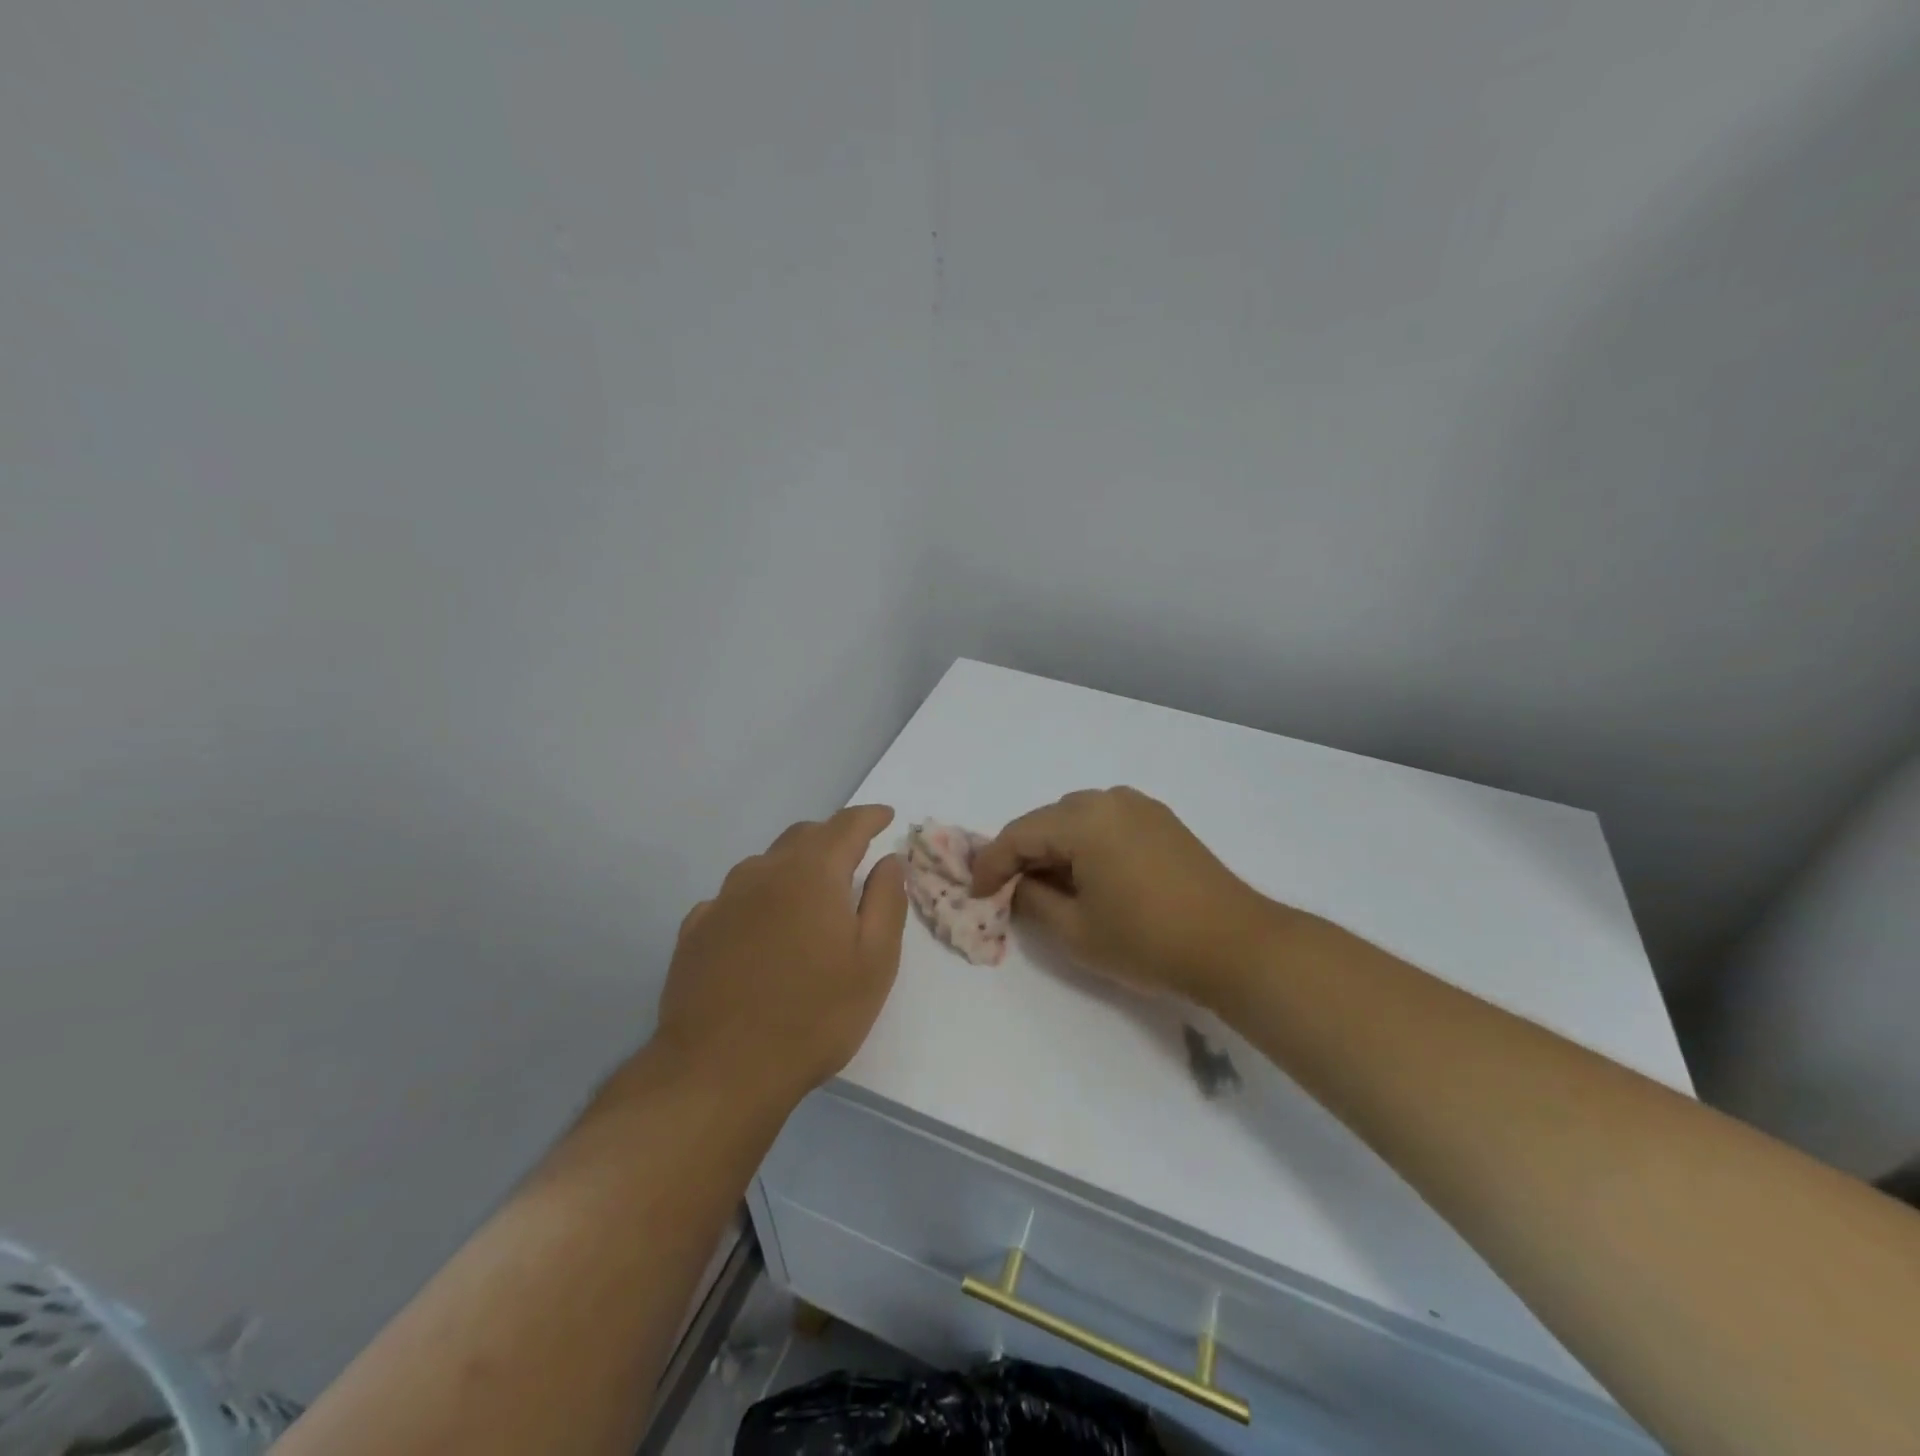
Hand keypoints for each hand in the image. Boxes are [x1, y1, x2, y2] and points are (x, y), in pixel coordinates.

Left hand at [655, 805, 907, 1107]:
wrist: (720, 1070)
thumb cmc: (815, 1016)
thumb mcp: (875, 962)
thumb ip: (887, 901)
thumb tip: (890, 860)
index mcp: (812, 873)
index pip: (846, 825)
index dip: (870, 816)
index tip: (885, 816)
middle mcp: (763, 872)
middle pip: (803, 836)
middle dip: (832, 837)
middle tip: (853, 856)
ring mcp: (723, 900)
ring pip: (765, 863)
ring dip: (793, 866)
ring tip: (808, 895)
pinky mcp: (696, 930)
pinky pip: (734, 897)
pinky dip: (758, 898)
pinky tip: (761, 927)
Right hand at [971, 787, 1280, 1005]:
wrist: (1236, 945)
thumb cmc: (1148, 941)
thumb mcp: (1076, 931)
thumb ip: (1032, 901)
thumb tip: (1017, 887)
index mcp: (1083, 819)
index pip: (1019, 835)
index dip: (991, 865)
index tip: (974, 893)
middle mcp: (1109, 799)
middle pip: (1047, 820)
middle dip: (1022, 854)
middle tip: (1007, 891)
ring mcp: (1140, 806)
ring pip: (1076, 819)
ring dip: (1054, 847)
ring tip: (1046, 885)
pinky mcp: (1161, 821)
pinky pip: (1106, 823)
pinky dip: (1085, 844)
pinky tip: (1086, 876)